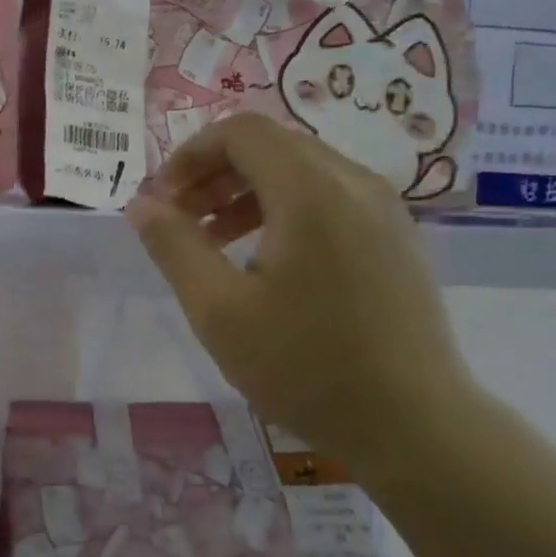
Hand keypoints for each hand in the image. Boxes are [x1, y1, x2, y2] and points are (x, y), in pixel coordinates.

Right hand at [125, 114, 476, 467]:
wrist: (414, 425)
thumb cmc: (305, 366)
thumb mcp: (218, 309)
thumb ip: (173, 246)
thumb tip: (140, 204)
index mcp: (311, 190)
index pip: (241, 131)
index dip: (189, 155)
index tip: (162, 201)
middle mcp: (354, 182)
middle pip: (271, 145)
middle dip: (214, 174)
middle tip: (179, 221)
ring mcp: (384, 209)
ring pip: (301, 171)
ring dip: (246, 193)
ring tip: (213, 243)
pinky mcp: (396, 238)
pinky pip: (330, 198)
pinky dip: (285, 210)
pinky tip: (266, 263)